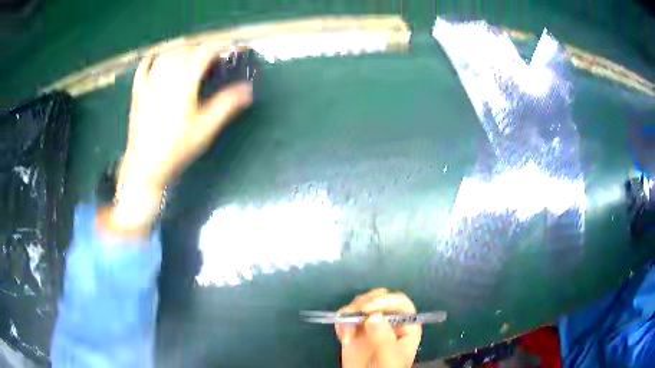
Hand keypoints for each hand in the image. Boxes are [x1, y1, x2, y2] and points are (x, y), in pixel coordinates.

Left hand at [119, 46, 252, 191]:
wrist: (145, 166)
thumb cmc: (177, 149)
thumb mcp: (205, 129)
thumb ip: (226, 105)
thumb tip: (248, 89)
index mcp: (184, 83)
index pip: (204, 53)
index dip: (219, 47)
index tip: (230, 48)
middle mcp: (166, 77)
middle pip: (185, 50)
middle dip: (201, 49)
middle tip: (212, 58)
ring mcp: (149, 84)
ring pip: (166, 55)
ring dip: (181, 51)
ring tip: (190, 57)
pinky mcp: (138, 93)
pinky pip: (144, 67)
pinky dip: (153, 58)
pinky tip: (158, 59)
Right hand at [335, 289, 421, 367]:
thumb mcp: (389, 358)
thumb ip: (383, 339)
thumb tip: (374, 316)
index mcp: (406, 325)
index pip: (400, 303)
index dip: (385, 301)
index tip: (367, 309)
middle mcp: (390, 321)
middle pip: (380, 297)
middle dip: (364, 303)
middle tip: (352, 315)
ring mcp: (372, 324)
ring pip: (362, 303)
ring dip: (350, 313)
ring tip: (346, 334)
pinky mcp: (355, 329)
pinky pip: (347, 315)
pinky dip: (341, 321)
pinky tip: (342, 336)